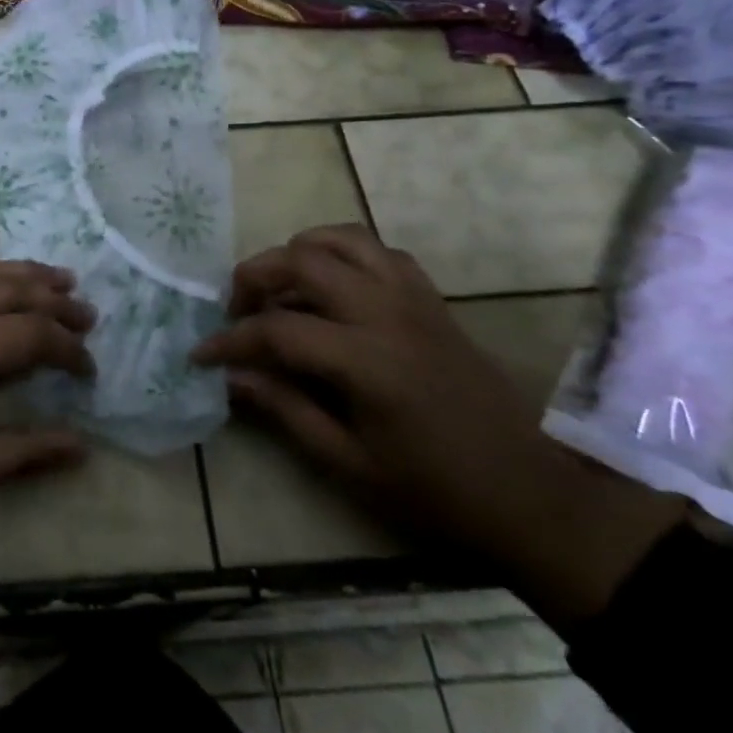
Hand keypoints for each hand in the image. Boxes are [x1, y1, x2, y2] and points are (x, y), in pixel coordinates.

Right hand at [194, 225, 682, 625]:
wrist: (532, 493)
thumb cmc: (437, 491)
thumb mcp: (351, 465)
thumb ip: (286, 412)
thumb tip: (233, 378)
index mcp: (367, 361)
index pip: (277, 330)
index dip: (230, 341)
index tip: (200, 355)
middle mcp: (387, 313)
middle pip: (303, 260)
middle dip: (255, 276)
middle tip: (237, 310)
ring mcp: (414, 299)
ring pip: (342, 239)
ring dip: (299, 252)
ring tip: (279, 286)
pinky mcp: (432, 299)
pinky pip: (380, 251)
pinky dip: (344, 254)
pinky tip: (332, 287)